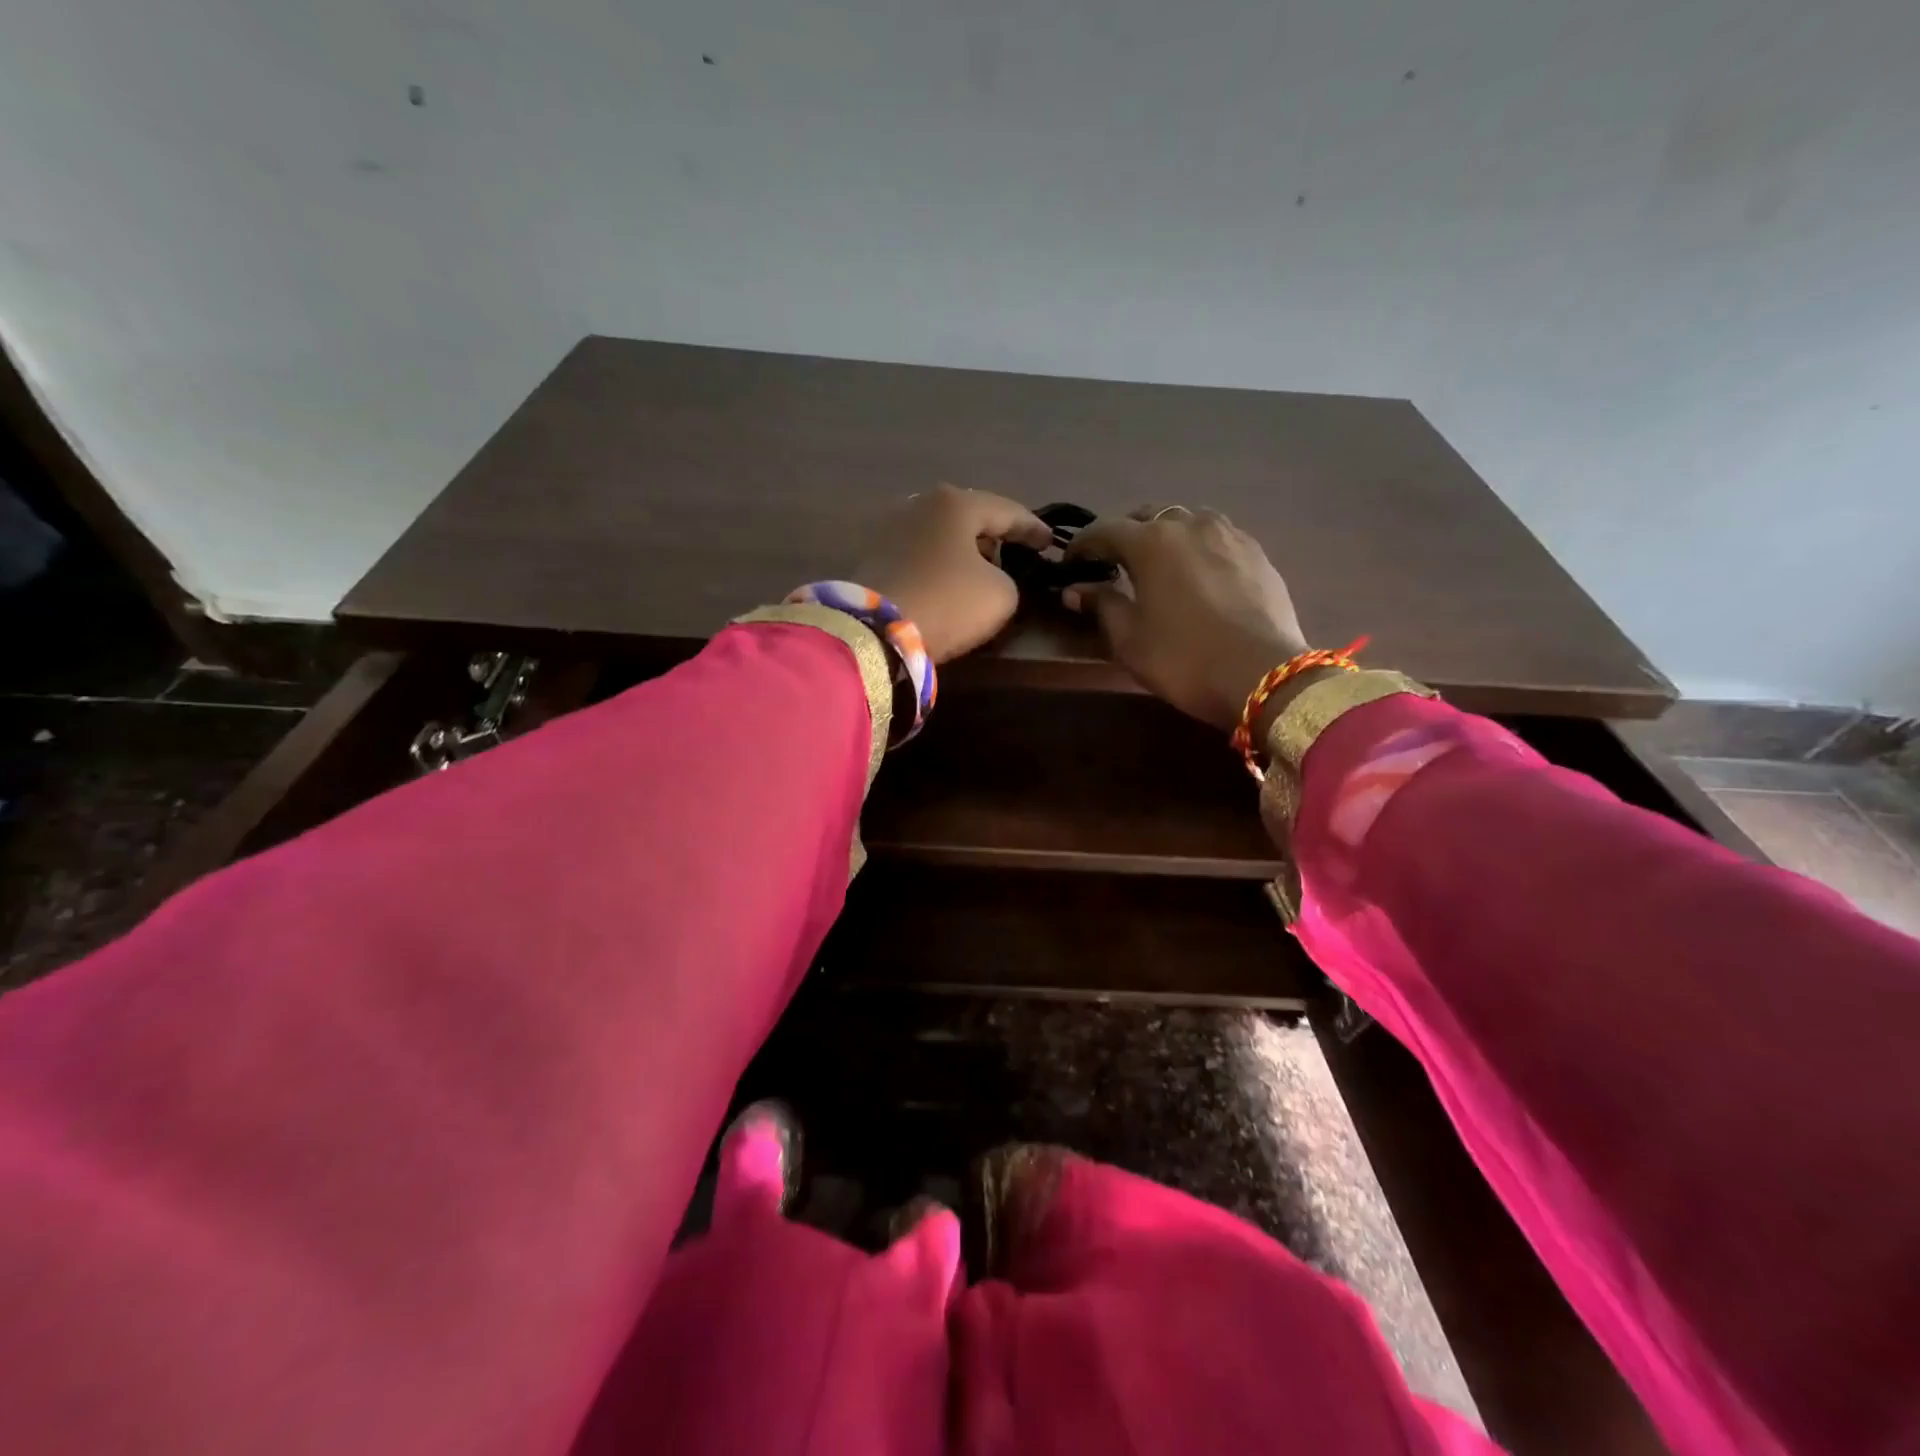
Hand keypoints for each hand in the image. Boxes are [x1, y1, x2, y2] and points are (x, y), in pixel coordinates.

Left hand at [854, 485, 1052, 662]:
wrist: (873, 629)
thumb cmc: (946, 603)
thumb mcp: (1001, 595)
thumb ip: (1008, 579)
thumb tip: (991, 579)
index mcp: (956, 503)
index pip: (1007, 511)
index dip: (1033, 528)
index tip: (1049, 542)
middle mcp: (919, 503)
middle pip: (968, 517)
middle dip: (992, 535)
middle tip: (1013, 553)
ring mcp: (890, 526)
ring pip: (940, 535)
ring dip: (962, 550)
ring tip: (980, 570)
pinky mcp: (871, 555)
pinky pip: (918, 554)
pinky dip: (937, 564)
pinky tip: (946, 581)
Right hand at [1065, 507, 1309, 730]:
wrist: (1263, 675)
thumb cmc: (1183, 659)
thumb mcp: (1130, 640)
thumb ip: (1101, 605)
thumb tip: (1076, 590)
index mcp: (1151, 542)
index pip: (1103, 530)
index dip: (1081, 546)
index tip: (1069, 565)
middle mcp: (1189, 524)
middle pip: (1147, 517)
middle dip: (1125, 536)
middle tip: (1113, 565)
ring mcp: (1228, 534)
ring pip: (1185, 522)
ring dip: (1164, 537)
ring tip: (1158, 565)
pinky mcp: (1256, 552)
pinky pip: (1216, 537)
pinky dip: (1197, 548)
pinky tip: (1197, 574)